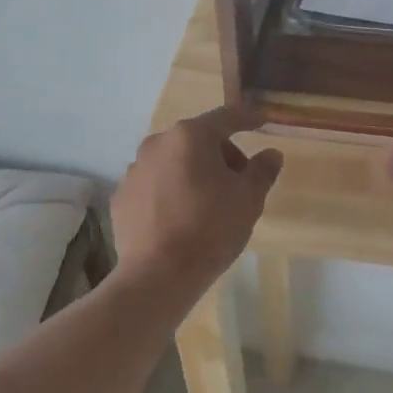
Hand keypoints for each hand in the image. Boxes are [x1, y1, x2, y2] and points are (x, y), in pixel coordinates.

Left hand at [111, 105, 283, 296]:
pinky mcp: (121, 196)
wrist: (157, 275)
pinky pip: (154, 184)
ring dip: (193, 172)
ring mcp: (134, 170)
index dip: (246, 119)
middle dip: (221, 154)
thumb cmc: (210, 229)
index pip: (225, 118)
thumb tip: (271, 154)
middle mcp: (158, 143)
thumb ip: (262, 170)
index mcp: (190, 136)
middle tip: (239, 180)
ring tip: (208, 202)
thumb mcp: (249, 199)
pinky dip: (170, 191)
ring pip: (173, 161)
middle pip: (197, 139)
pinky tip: (181, 218)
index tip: (261, 122)